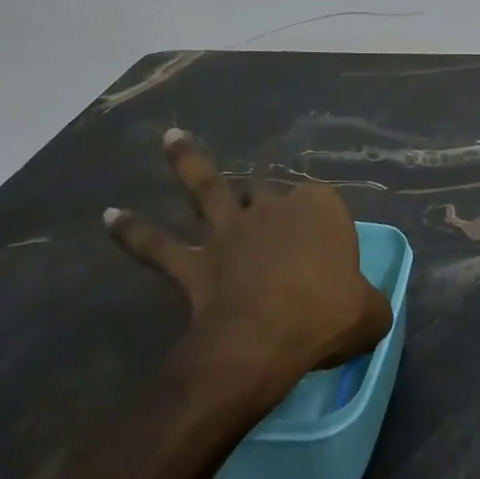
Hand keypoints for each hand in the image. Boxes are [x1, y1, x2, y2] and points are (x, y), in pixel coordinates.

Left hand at [106, 129, 392, 386]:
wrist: (263, 342)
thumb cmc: (326, 315)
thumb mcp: (370, 313)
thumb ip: (370, 303)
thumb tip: (369, 311)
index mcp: (321, 209)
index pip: (325, 208)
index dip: (326, 232)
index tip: (332, 265)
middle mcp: (273, 209)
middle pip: (270, 196)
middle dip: (269, 200)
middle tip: (272, 219)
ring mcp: (230, 232)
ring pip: (208, 190)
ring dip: (187, 163)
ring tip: (170, 137)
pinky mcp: (193, 263)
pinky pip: (157, 246)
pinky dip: (133, 232)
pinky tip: (109, 215)